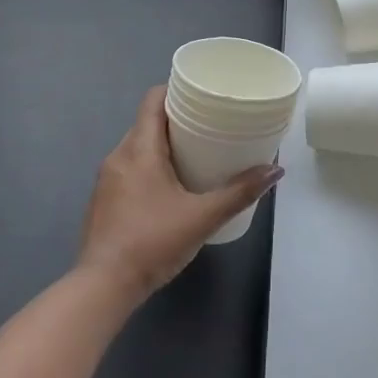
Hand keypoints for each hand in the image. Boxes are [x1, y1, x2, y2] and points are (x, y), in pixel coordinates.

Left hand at [78, 87, 280, 301]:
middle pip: (147, 123)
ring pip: (137, 147)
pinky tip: (170, 186)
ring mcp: (106, 180)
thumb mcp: (203, 217)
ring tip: (195, 154)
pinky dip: (149, 167)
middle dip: (176, 119)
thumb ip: (240, 192)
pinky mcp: (103, 201)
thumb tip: (275, 171)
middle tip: (209, 124)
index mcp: (139, 149)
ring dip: (163, 145)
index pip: (153, 100)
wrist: (103, 287)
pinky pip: (129, 169)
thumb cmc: (152, 242)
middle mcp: (118, 156)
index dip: (176, 90)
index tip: (201, 94)